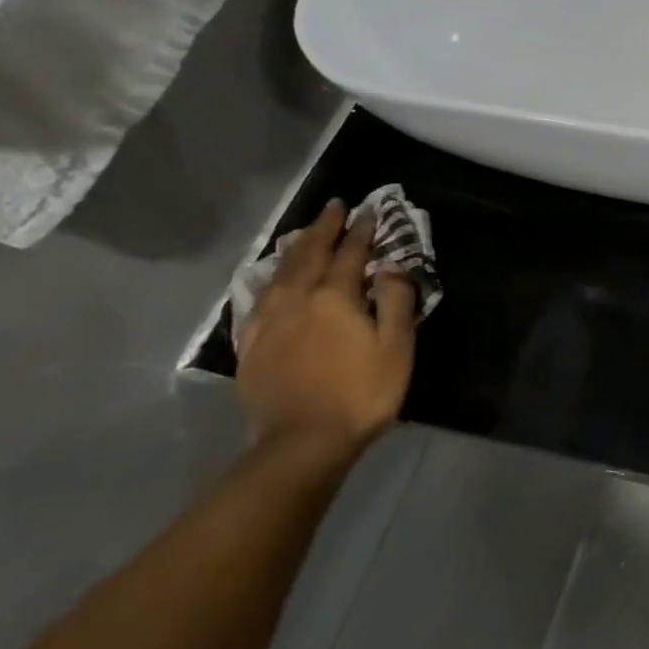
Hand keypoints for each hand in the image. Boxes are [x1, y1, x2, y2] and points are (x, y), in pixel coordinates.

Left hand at [236, 200, 417, 455]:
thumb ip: (395, 300)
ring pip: (280, 272)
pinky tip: (274, 280)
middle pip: (309, 254)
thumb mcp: (396, 346)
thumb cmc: (362, 392)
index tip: (369, 210)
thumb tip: (390, 266)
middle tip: (333, 207)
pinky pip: (260, 297)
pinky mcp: (252, 345)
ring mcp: (268, 322)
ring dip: (296, 248)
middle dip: (323, 228)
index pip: (350, 253)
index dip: (362, 231)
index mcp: (334, 297)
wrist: (303, 441)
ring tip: (305, 234)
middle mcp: (297, 300)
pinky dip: (272, 278)